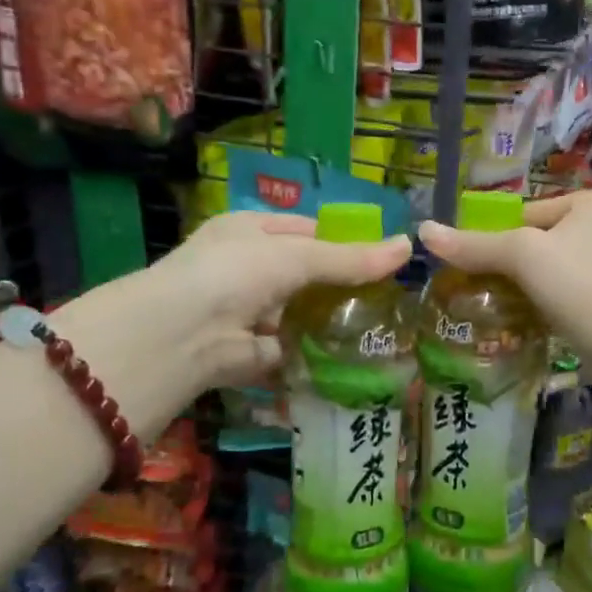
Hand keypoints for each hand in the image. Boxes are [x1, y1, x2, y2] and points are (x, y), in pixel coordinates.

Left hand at [130, 211, 411, 388]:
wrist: (184, 334)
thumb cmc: (237, 273)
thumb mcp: (297, 256)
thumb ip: (350, 258)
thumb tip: (407, 247)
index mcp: (250, 231)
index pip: (304, 230)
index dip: (342, 241)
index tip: (382, 258)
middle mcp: (246, 269)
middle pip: (304, 275)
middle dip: (340, 287)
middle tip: (390, 298)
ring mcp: (247, 312)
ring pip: (299, 315)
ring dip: (330, 324)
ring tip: (381, 330)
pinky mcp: (251, 353)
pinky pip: (291, 351)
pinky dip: (315, 356)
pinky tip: (353, 361)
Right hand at [417, 190, 591, 360]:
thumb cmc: (581, 285)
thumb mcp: (522, 256)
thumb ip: (475, 245)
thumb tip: (423, 232)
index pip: (531, 212)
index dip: (498, 237)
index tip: (473, 265)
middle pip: (543, 242)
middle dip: (514, 267)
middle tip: (482, 290)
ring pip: (556, 272)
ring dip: (530, 290)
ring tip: (501, 309)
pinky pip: (572, 297)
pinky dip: (550, 308)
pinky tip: (530, 324)